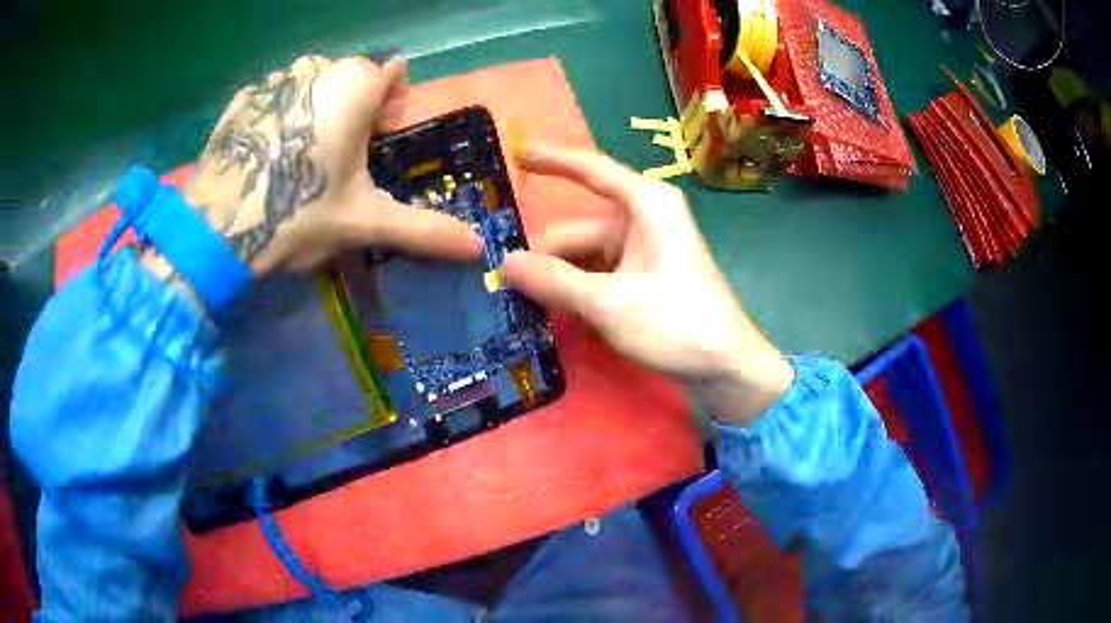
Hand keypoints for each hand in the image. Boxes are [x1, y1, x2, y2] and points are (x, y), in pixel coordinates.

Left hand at [183, 55, 481, 274]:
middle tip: (343, 160)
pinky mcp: (240, 102)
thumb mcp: (364, 223)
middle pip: (350, 77)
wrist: (214, 235)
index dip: (392, 105)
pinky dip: (281, 117)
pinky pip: (275, 98)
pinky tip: (268, 156)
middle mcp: (314, 68)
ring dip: (318, 110)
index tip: (380, 141)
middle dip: (356, 109)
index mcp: (353, 84)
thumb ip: (424, 229)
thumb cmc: (296, 216)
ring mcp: (272, 81)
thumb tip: (478, 250)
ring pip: (311, 84)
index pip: (392, 73)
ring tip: (303, 160)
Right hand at [503, 147, 793, 424]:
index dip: (552, 160)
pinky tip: (552, 312)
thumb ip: (554, 281)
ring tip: (520, 304)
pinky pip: (600, 274)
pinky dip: (577, 290)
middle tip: (501, 284)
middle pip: (579, 229)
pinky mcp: (645, 277)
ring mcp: (645, 249)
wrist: (726, 365)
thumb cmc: (676, 323)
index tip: (517, 154)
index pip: (590, 169)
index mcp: (645, 204)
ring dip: (557, 278)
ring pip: (585, 256)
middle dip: (544, 255)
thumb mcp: (608, 303)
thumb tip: (505, 263)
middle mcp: (645, 218)